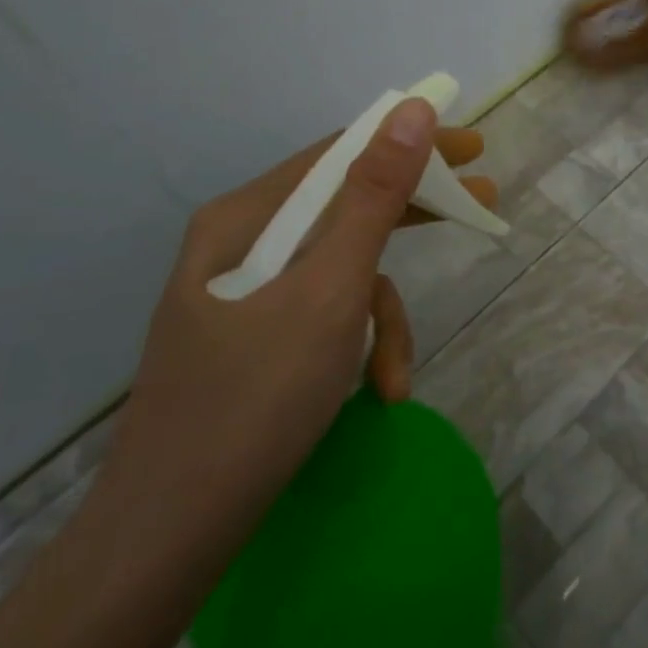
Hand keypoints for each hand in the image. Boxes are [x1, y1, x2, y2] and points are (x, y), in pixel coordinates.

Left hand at [97, 101, 497, 558]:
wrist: (166, 539)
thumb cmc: (255, 400)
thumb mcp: (331, 290)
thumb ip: (374, 197)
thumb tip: (411, 109)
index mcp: (246, 218)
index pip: (341, 153)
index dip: (411, 142)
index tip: (472, 147)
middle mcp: (241, 244)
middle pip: (344, 206)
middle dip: (413, 215)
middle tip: (481, 205)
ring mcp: (245, 295)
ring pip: (340, 271)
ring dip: (380, 317)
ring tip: (397, 376)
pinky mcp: (253, 339)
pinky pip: (322, 315)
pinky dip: (356, 346)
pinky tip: (374, 392)